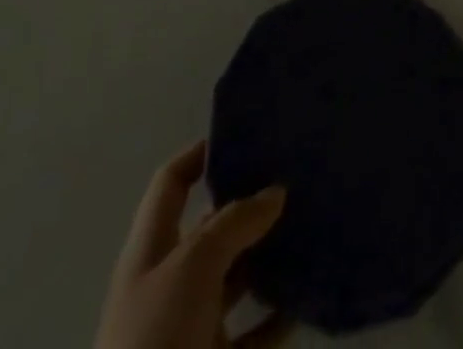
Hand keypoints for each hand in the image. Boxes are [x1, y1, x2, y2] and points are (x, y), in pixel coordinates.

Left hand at [93, 141, 290, 348]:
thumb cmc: (155, 342)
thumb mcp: (191, 265)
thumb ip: (234, 222)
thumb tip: (275, 191)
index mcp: (151, 250)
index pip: (172, 183)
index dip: (201, 154)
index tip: (245, 134)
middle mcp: (170, 283)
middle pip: (211, 229)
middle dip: (249, 204)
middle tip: (297, 177)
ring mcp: (191, 330)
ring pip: (237, 279)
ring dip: (270, 258)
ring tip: (311, 229)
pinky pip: (254, 334)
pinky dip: (279, 317)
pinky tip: (306, 298)